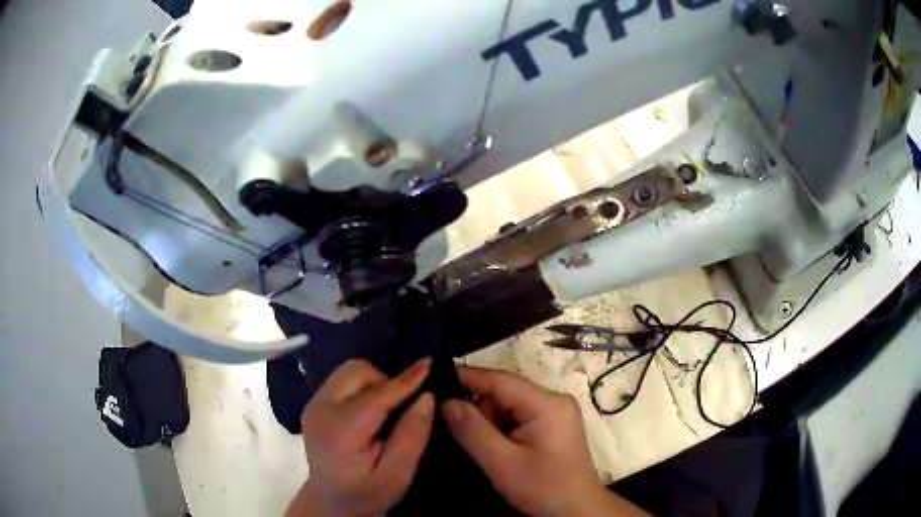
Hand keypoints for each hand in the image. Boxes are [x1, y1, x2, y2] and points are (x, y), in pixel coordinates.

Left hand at [287, 359, 434, 516]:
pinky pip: (341, 381)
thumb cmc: (365, 492)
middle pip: (357, 372)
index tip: (430, 364)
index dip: (406, 379)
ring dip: (373, 383)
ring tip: (385, 411)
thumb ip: (411, 436)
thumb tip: (426, 397)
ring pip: (348, 372)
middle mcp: (321, 409)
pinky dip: (361, 388)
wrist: (330, 501)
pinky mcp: (313, 404)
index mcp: (341, 430)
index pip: (377, 395)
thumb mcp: (397, 475)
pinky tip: (368, 413)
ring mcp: (314, 404)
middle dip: (385, 381)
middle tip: (401, 408)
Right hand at [442, 367, 646, 516]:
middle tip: (461, 434)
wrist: (576, 509)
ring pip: (510, 405)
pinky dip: (502, 428)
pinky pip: (519, 416)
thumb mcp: (502, 463)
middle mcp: (554, 400)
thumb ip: (472, 431)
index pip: (500, 380)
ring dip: (491, 422)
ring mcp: (556, 412)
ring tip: (486, 449)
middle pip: (505, 392)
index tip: (435, 378)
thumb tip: (446, 402)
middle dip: (480, 410)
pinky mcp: (554, 425)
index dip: (467, 377)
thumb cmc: (543, 488)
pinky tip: (497, 448)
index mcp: (547, 404)